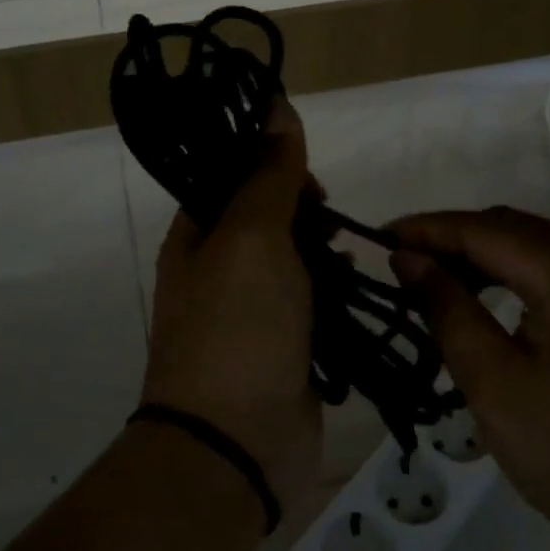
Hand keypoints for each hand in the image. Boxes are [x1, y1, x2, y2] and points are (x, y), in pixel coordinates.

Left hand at [143, 98, 322, 515]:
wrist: (236, 446)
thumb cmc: (239, 327)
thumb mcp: (251, 236)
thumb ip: (268, 173)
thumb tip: (275, 103)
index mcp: (196, 238)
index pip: (233, 179)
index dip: (271, 168)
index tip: (308, 180)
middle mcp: (218, 271)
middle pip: (267, 218)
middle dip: (304, 212)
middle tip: (328, 226)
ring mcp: (252, 314)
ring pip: (294, 261)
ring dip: (322, 252)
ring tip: (343, 260)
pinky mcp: (284, 348)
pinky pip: (312, 303)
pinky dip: (333, 292)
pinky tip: (352, 292)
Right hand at [388, 207, 549, 550]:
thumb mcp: (494, 380)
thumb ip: (448, 309)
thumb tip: (409, 258)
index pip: (486, 229)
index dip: (429, 228)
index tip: (377, 236)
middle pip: (514, 231)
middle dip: (454, 237)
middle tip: (401, 260)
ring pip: (535, 254)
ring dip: (482, 259)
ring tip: (434, 282)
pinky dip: (510, 282)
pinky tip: (486, 309)